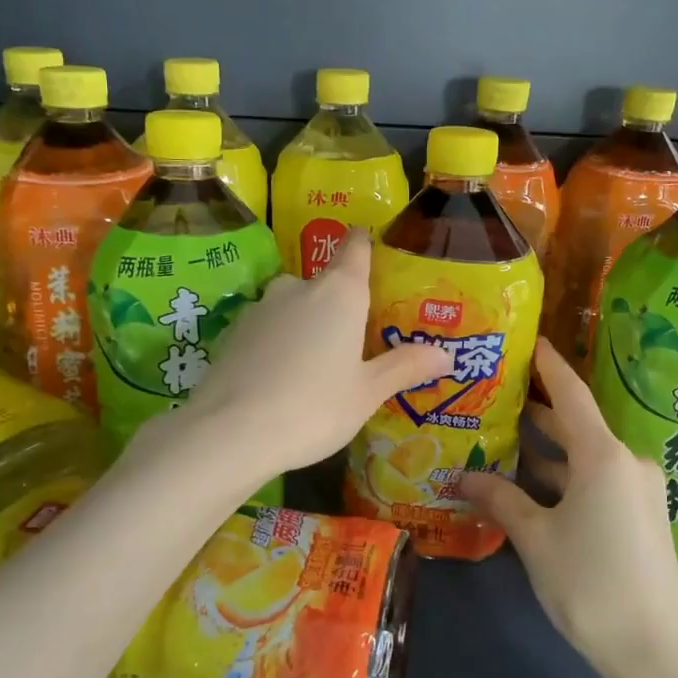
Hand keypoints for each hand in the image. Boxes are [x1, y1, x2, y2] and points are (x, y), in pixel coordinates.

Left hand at [179, 233, 451, 480]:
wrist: (230, 432)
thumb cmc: (314, 406)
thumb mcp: (367, 393)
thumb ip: (405, 367)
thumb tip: (447, 354)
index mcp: (339, 292)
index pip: (356, 246)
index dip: (366, 245)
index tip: (377, 257)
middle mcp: (298, 287)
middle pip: (326, 283)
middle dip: (340, 305)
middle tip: (357, 341)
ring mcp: (260, 307)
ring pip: (293, 307)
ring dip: (307, 326)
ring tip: (318, 367)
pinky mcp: (233, 332)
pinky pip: (267, 329)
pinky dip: (278, 344)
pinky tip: (281, 379)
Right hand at [461, 342, 677, 677]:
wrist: (655, 649)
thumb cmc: (590, 583)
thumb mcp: (535, 538)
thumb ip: (499, 500)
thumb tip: (460, 476)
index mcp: (604, 457)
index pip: (571, 395)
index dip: (549, 366)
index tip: (528, 341)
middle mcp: (627, 463)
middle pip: (576, 425)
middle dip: (537, 411)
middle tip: (495, 394)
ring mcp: (638, 491)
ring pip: (585, 458)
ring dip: (547, 451)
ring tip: (501, 438)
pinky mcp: (641, 516)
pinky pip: (597, 482)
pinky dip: (565, 477)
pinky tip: (530, 485)